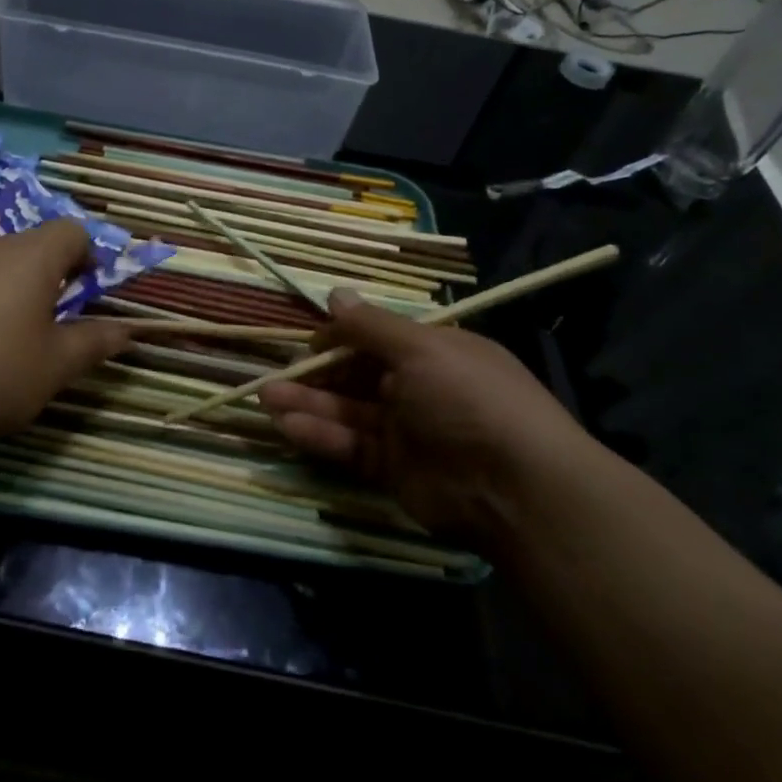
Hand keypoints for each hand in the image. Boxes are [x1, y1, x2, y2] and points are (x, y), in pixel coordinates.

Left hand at [0, 220, 130, 445]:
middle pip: (33, 249)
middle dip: (51, 284)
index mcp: (31, 257)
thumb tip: (128, 330)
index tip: (88, 298)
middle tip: (52, 332)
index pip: (73, 232)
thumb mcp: (52, 368)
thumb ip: (93, 344)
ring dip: (12, 298)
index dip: (90, 259)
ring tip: (6, 349)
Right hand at [259, 290, 613, 539]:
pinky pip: (349, 446)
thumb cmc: (469, 398)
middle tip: (276, 375)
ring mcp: (404, 430)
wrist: (514, 487)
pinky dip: (319, 435)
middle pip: (356, 376)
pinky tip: (287, 425)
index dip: (342, 338)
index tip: (310, 342)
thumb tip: (335, 293)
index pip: (377, 339)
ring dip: (307, 403)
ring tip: (266, 397)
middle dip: (316, 374)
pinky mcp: (391, 468)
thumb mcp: (422, 349)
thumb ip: (371, 326)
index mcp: (433, 353)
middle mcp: (417, 388)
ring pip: (346, 411)